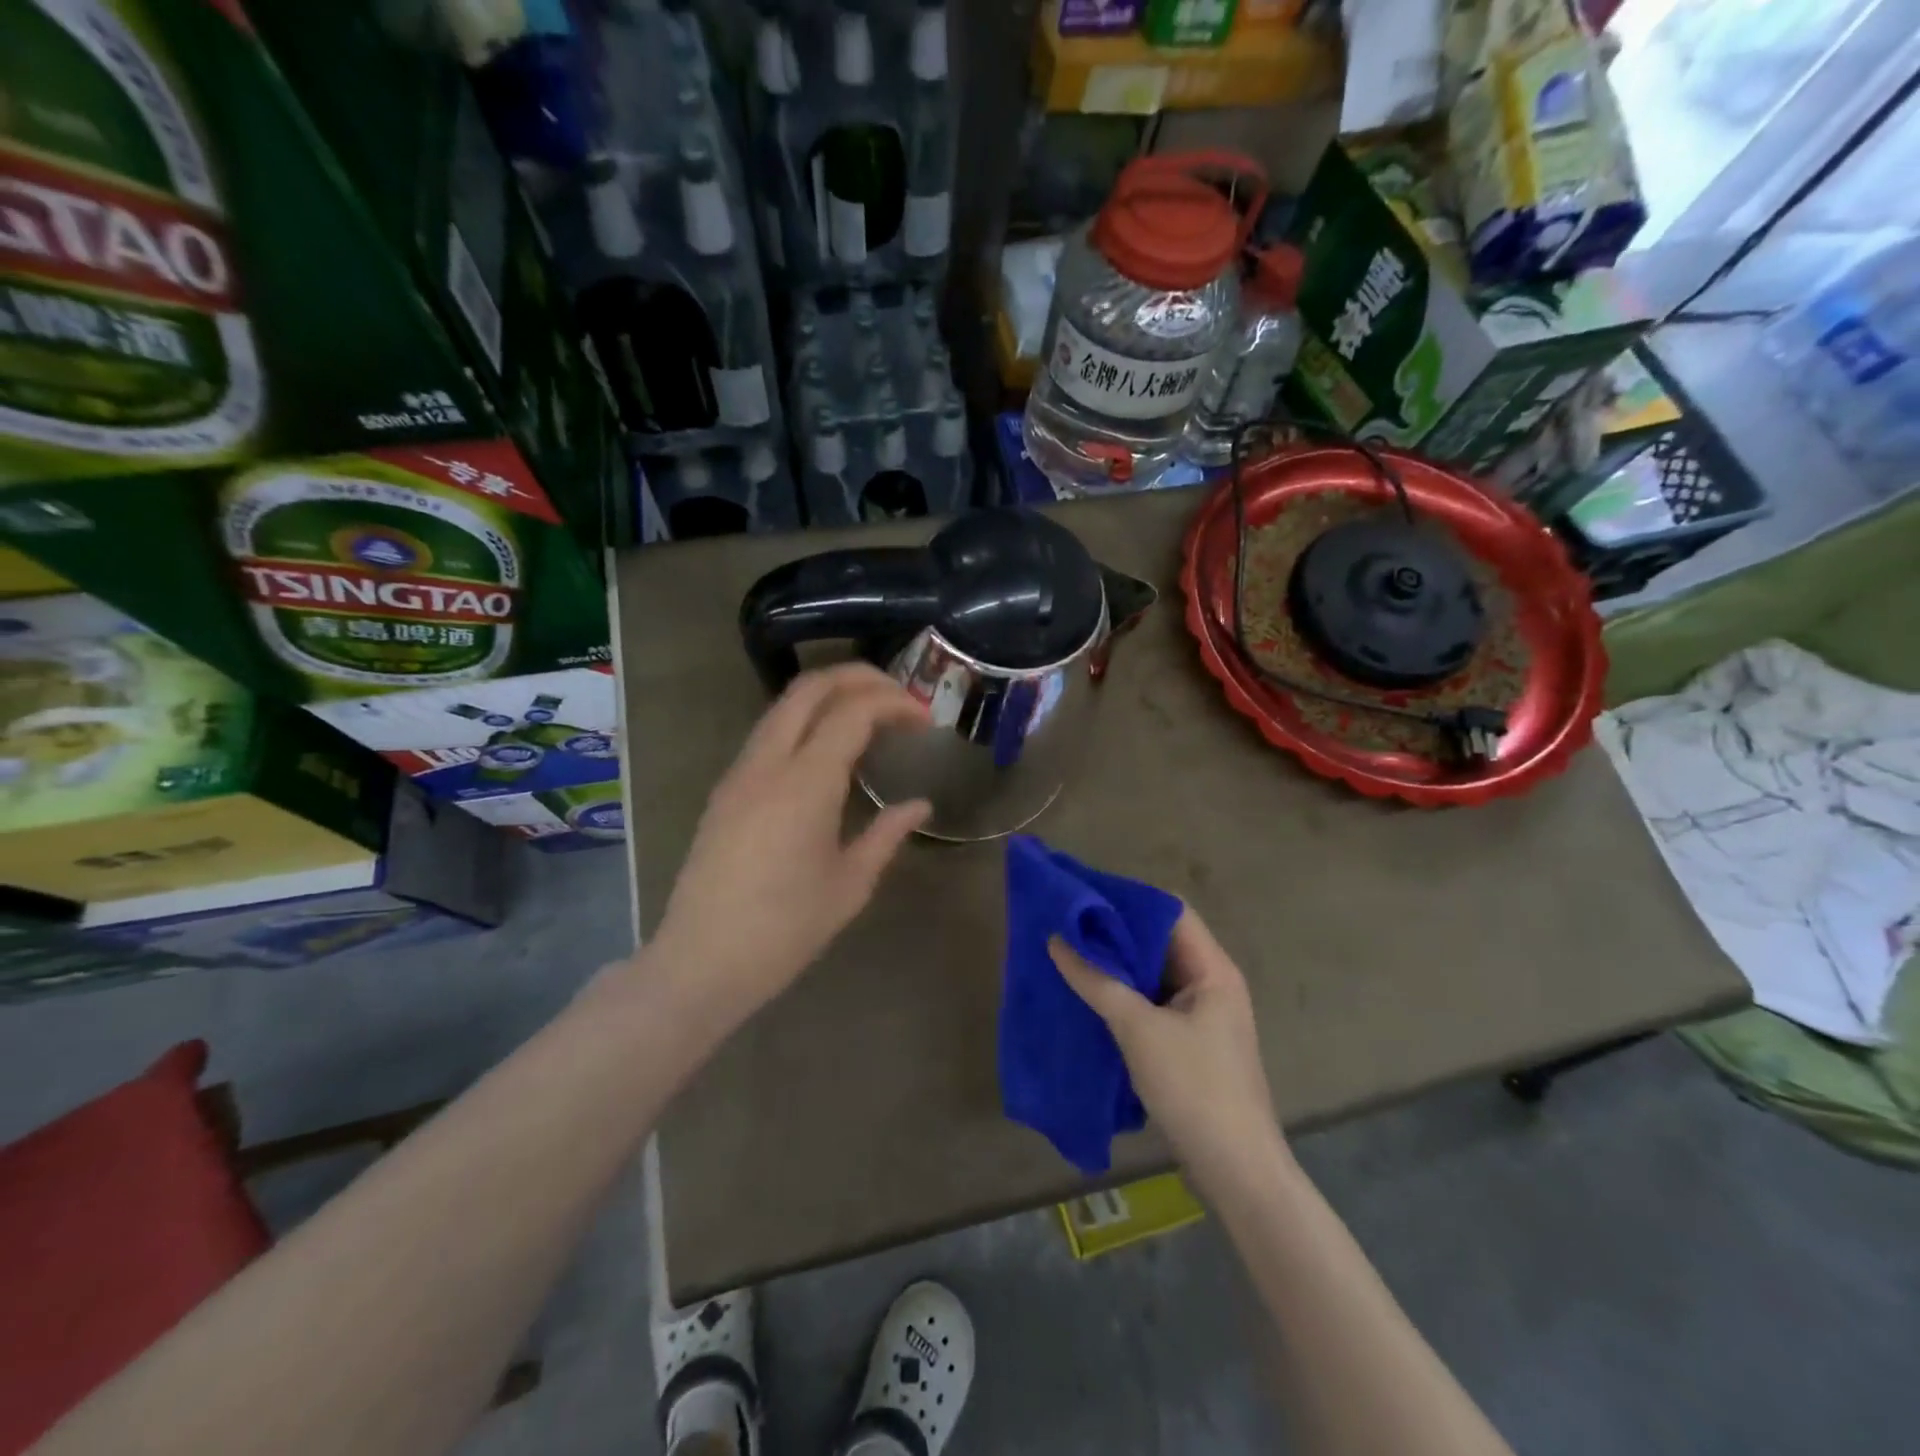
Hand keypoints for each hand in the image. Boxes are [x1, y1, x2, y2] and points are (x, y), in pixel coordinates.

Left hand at [648, 663, 930, 1025]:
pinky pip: (769, 732)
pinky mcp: (726, 789)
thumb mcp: (850, 884)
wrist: (702, 961)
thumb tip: (919, 805)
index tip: (925, 719)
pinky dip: (805, 721)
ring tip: (869, 715)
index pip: (853, 711)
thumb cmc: (785, 930)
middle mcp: (768, 762)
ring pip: (784, 705)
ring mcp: (740, 772)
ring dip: (830, 695)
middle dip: (859, 677)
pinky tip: (829, 750)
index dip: (895, 703)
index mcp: (805, 783)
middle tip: (899, 696)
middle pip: (811, 687)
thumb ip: (887, 833)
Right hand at [1050, 909, 1285, 1192]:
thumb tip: (1057, 941)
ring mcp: (1201, 1015)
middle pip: (1160, 942)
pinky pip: (1151, 1003)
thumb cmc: (1194, 1088)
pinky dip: (1122, 995)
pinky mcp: (1189, 1042)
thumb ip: (1097, 982)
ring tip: (1069, 953)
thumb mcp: (1139, 1030)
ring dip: (1116, 966)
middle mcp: (1211, 983)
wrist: (1236, 1171)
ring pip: (1153, 974)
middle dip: (1115, 933)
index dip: (1129, 900)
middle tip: (1067, 924)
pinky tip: (1088, 995)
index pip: (1170, 912)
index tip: (1085, 896)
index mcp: (1212, 969)